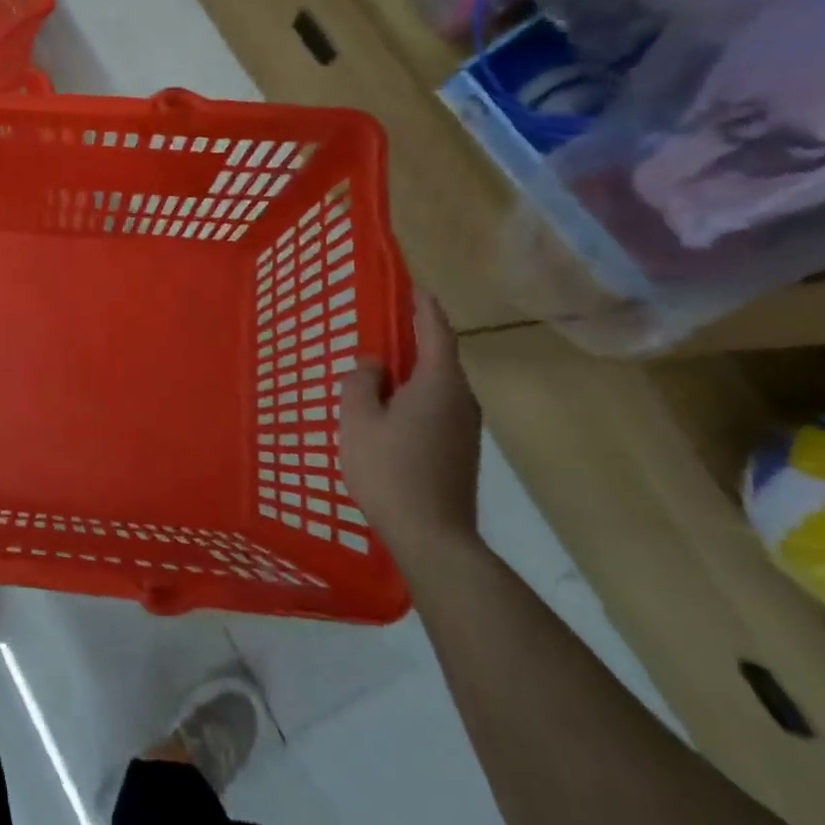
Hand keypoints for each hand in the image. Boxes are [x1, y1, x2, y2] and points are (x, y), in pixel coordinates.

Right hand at [338, 289, 483, 561]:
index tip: (417, 288)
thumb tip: (373, 364)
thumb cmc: (390, 470)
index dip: (425, 309)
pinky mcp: (460, 450)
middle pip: (439, 359)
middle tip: (385, 326)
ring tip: (381, 369)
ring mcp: (465, 428)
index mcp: (439, 384)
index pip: (436, 333)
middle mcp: (461, 400)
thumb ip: (361, 382)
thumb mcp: (359, 420)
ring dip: (412, 372)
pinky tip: (391, 410)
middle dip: (415, 340)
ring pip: (437, 386)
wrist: (433, 536)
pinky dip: (415, 396)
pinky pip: (436, 407)